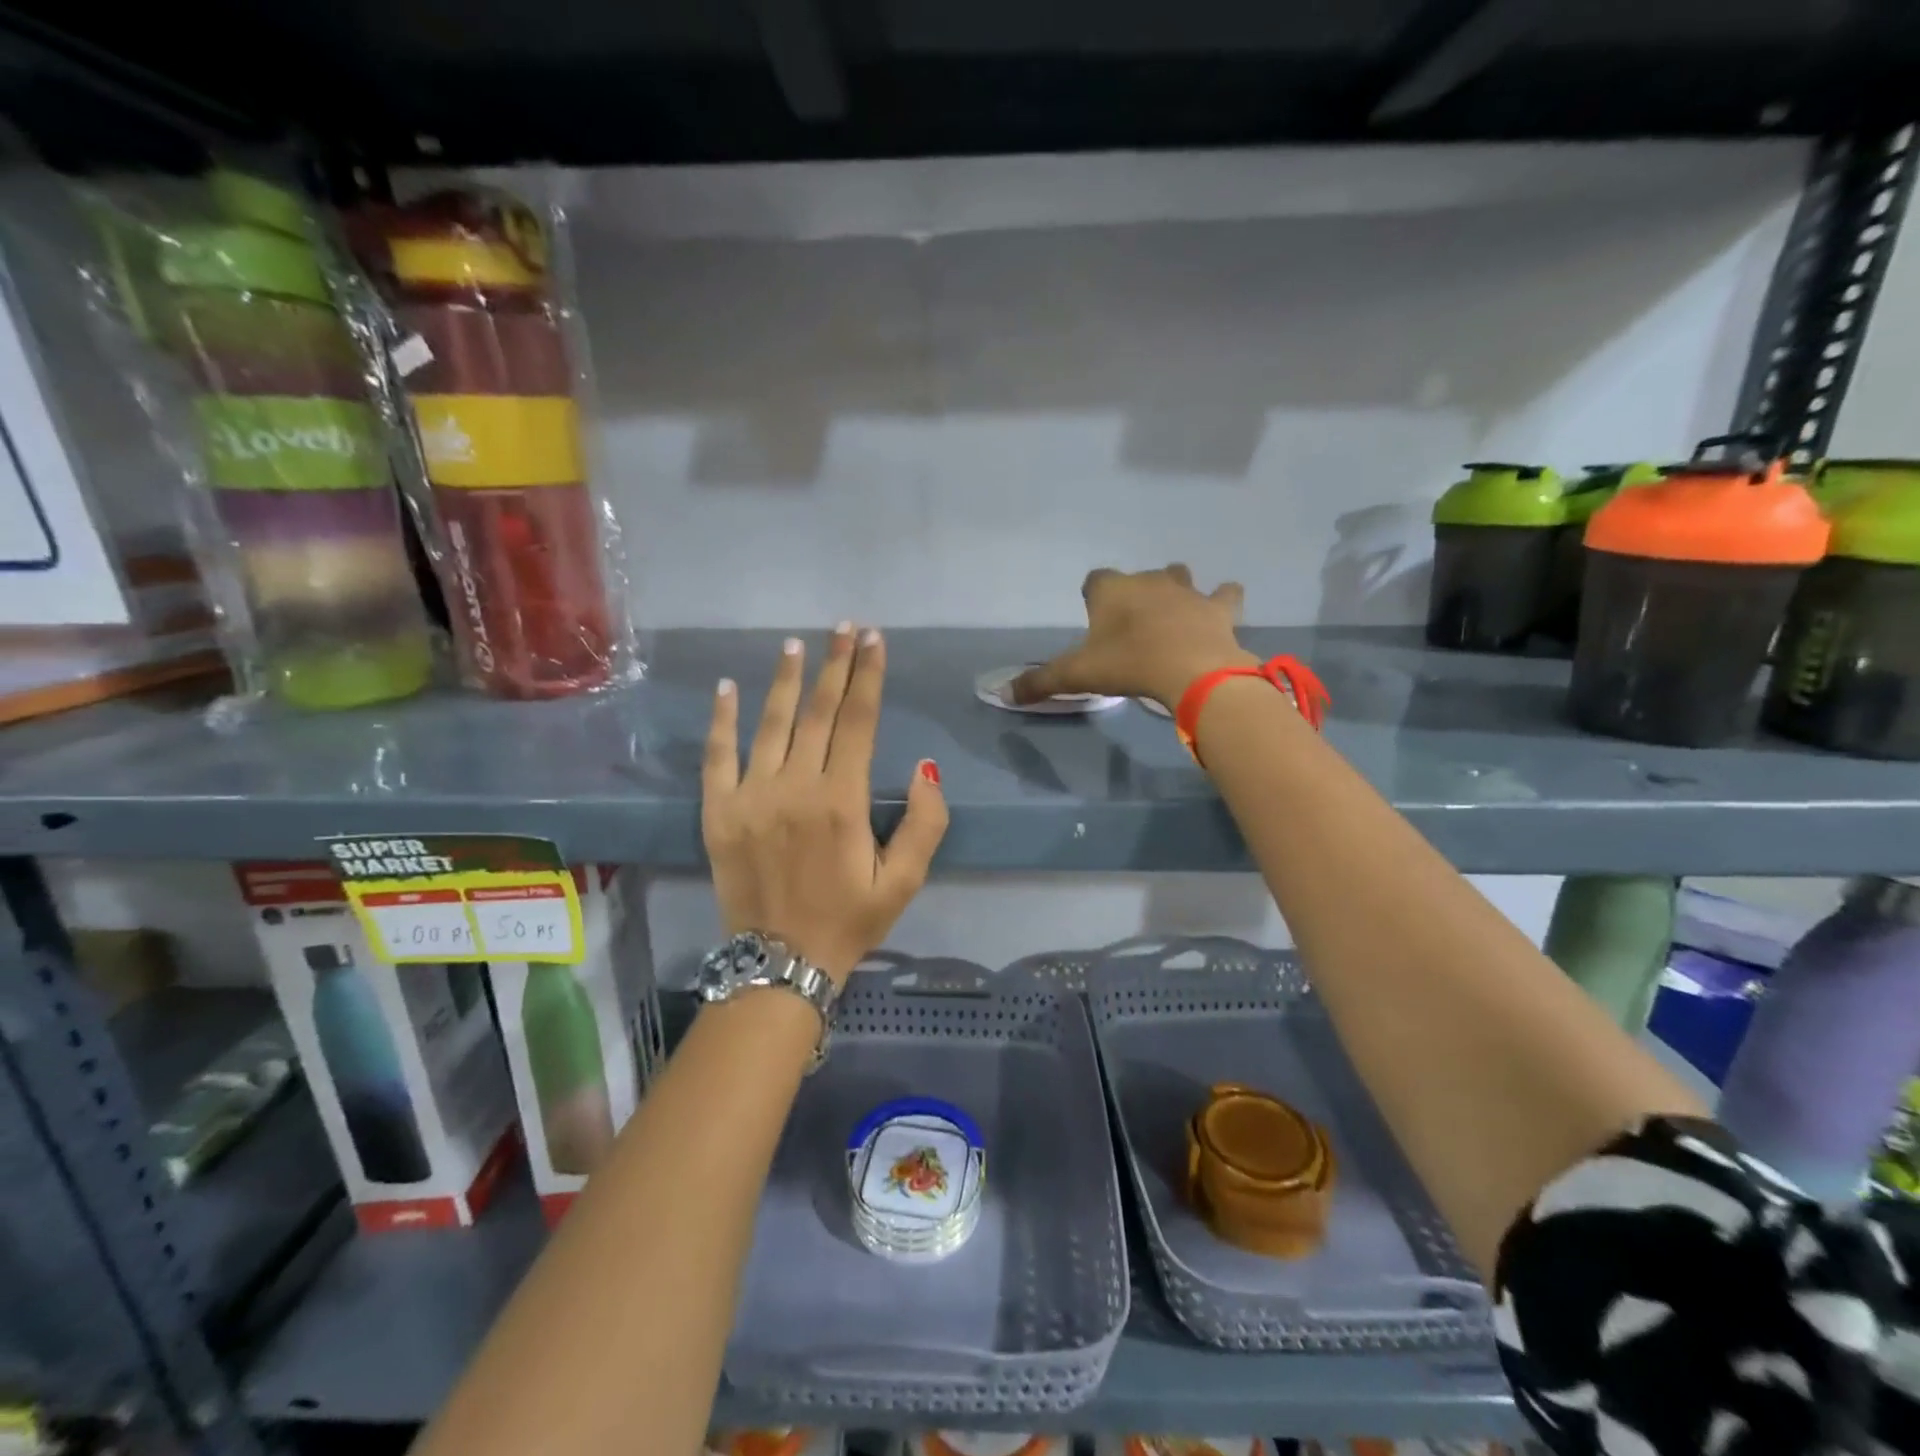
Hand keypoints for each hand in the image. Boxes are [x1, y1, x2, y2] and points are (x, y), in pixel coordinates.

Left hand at [702, 625, 947, 983]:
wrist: (779, 963)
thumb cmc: (849, 921)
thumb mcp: (905, 882)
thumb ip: (925, 823)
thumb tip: (924, 768)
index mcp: (842, 802)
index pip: (858, 722)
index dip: (868, 677)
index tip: (873, 640)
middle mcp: (795, 788)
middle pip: (817, 712)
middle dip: (834, 665)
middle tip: (844, 627)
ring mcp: (750, 796)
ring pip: (770, 724)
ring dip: (784, 680)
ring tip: (796, 644)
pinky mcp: (718, 812)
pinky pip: (717, 756)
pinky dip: (723, 719)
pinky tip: (727, 688)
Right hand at [1008, 564, 1253, 710]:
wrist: (1191, 671)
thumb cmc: (1128, 665)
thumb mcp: (1077, 676)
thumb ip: (1040, 681)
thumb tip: (1004, 693)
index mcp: (1111, 590)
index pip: (1095, 579)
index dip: (1093, 597)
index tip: (1094, 619)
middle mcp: (1148, 581)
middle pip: (1137, 578)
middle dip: (1134, 595)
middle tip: (1130, 628)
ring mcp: (1187, 591)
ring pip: (1179, 576)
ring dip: (1174, 590)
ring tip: (1171, 615)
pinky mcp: (1218, 608)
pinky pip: (1225, 594)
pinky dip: (1222, 599)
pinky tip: (1219, 610)